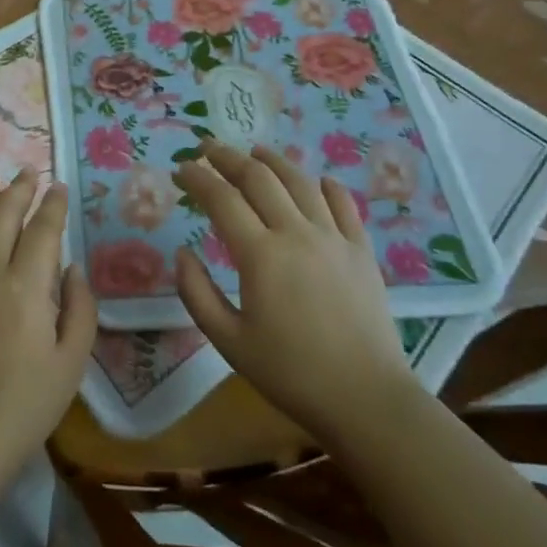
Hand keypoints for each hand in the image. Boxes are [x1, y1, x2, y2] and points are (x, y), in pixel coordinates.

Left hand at [0, 169, 97, 494]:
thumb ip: (79, 309)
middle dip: (17, 189)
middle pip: (1, 216)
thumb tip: (71, 268)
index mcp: (25, 286)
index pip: (42, 230)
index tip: (58, 186)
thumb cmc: (23, 408)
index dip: (52, 205)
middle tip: (27, 171)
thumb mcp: (71, 364)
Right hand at [173, 140, 415, 440]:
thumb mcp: (228, 341)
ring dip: (273, 160)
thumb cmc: (290, 373)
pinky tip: (318, 180)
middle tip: (207, 148)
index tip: (180, 170)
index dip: (197, 178)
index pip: (221, 198)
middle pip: (259, 178)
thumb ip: (197, 293)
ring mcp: (334, 238)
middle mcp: (297, 233)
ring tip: (255, 150)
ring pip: (301, 182)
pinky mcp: (362, 251)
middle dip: (228, 157)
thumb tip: (182, 254)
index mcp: (260, 254)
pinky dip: (326, 186)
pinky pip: (344, 205)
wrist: (366, 399)